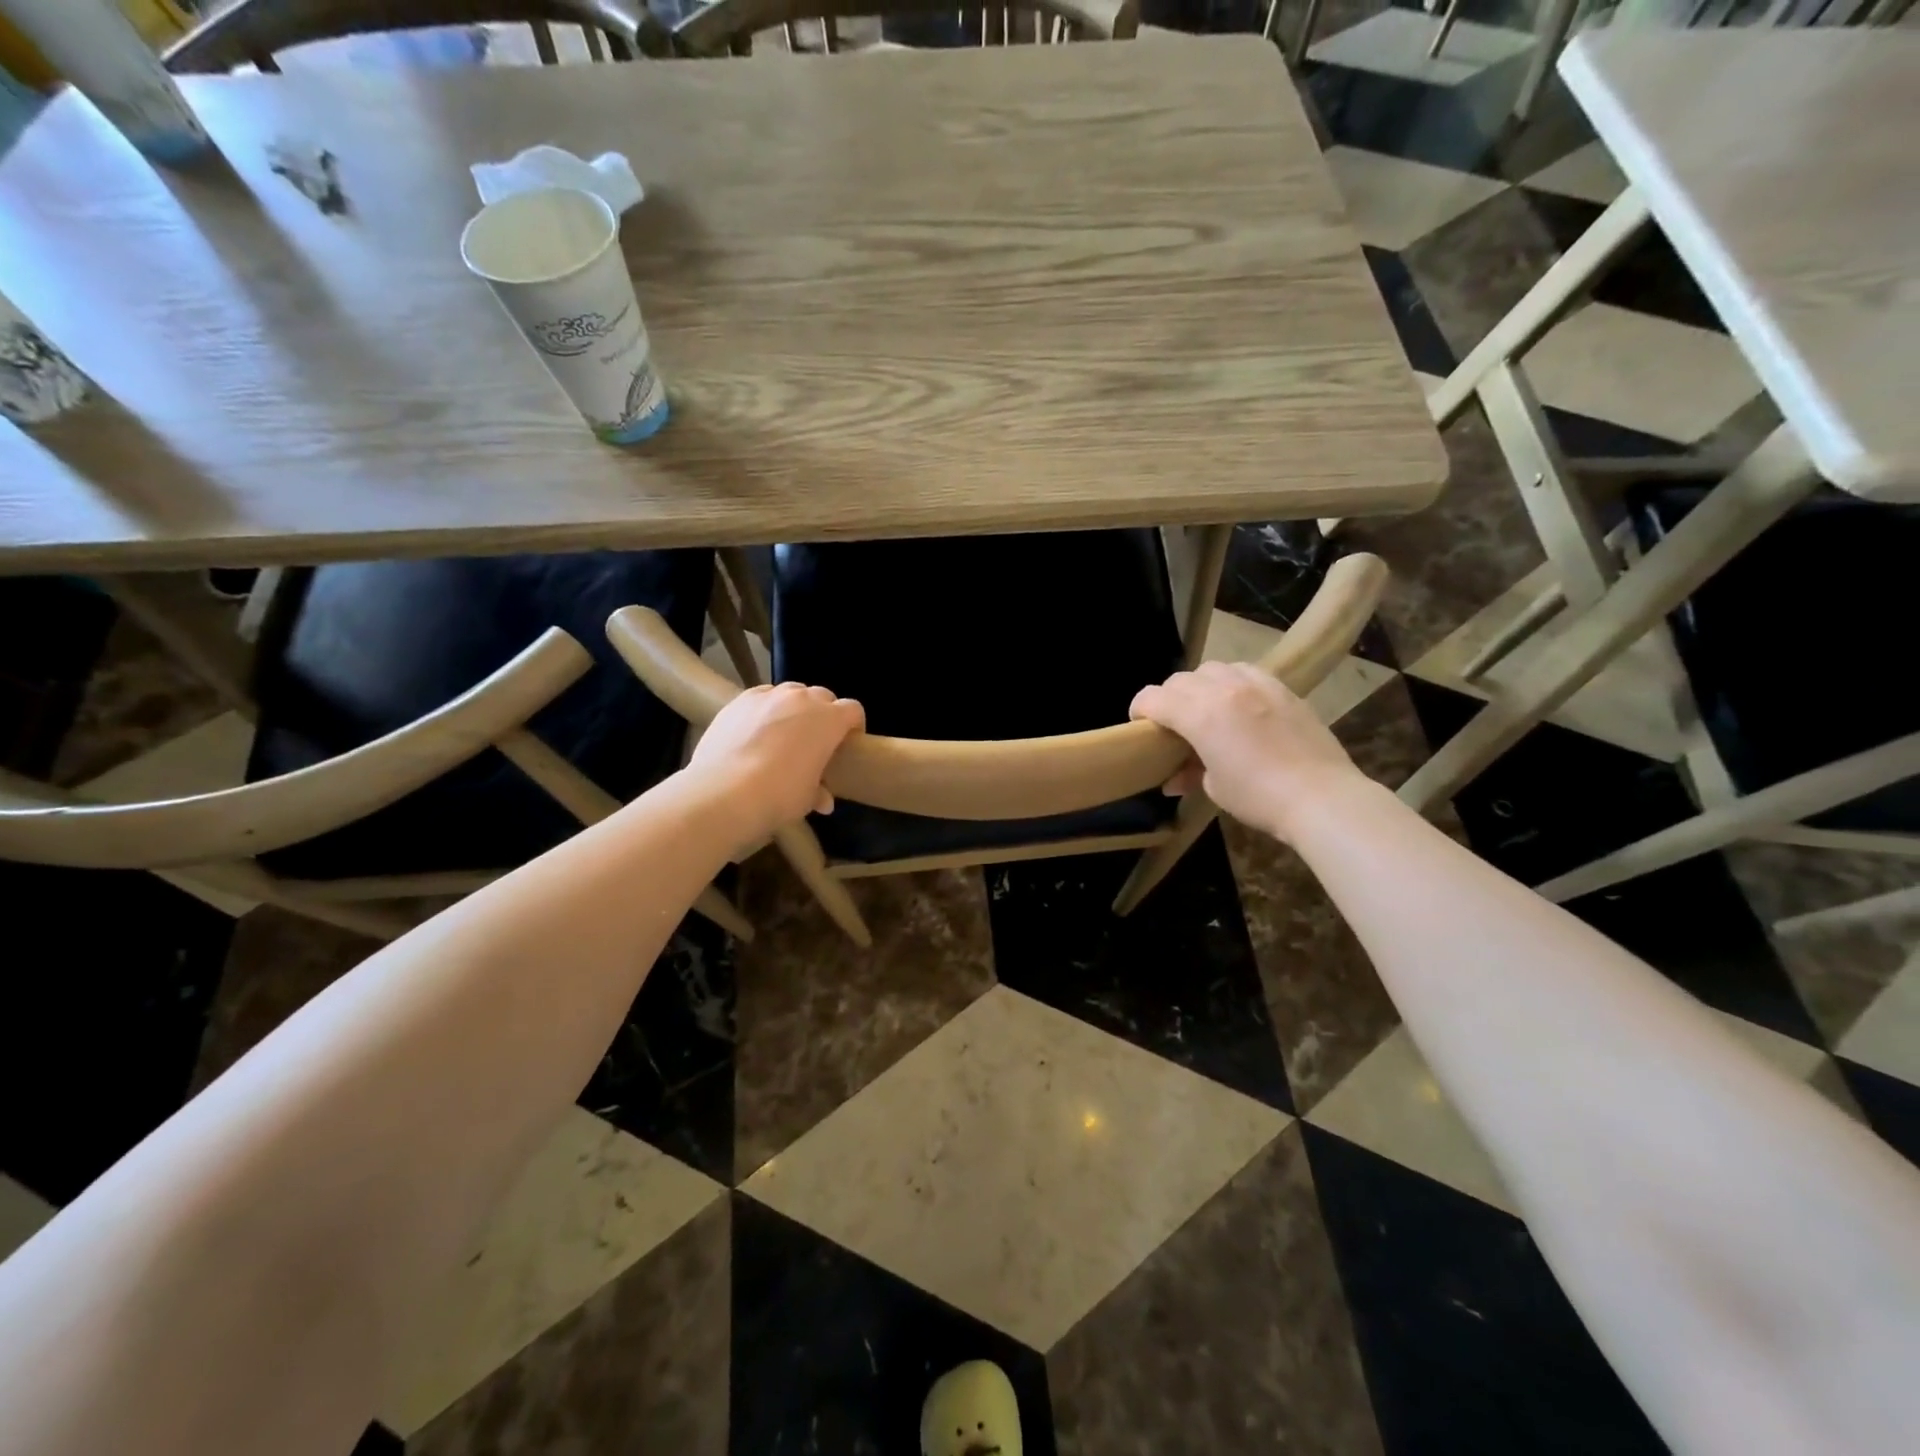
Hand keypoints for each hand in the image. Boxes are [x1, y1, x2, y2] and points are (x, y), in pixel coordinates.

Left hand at [689, 683, 864, 843]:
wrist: (725, 791)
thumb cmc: (780, 795)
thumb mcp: (807, 799)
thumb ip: (819, 793)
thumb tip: (824, 801)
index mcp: (829, 720)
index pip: (853, 710)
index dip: (854, 724)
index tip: (848, 742)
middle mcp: (803, 699)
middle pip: (823, 697)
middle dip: (824, 714)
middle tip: (816, 739)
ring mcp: (769, 696)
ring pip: (791, 693)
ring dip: (794, 708)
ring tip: (784, 732)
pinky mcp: (741, 700)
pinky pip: (762, 697)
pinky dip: (765, 709)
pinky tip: (755, 730)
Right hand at [1129, 662, 1367, 840]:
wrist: (1322, 797)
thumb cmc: (1259, 797)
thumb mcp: (1215, 788)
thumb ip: (1190, 771)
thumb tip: (1176, 777)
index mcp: (1200, 715)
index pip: (1153, 697)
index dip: (1139, 709)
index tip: (1139, 725)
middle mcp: (1224, 690)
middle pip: (1180, 680)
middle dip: (1168, 698)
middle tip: (1172, 723)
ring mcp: (1257, 685)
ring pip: (1213, 668)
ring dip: (1200, 685)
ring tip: (1207, 708)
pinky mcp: (1283, 689)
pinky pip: (1246, 671)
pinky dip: (1232, 682)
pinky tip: (1240, 705)